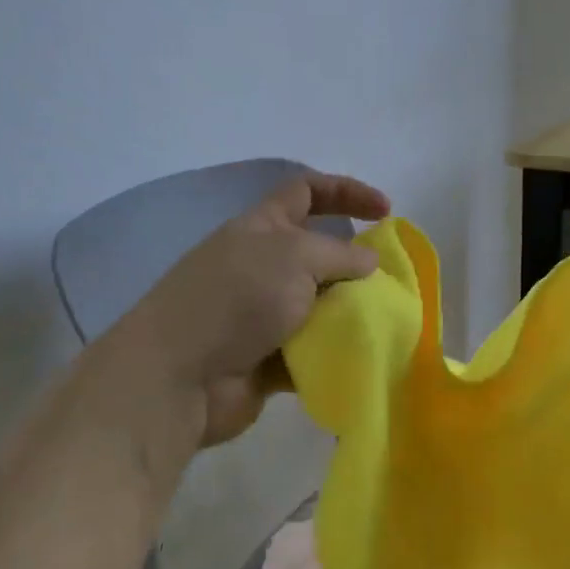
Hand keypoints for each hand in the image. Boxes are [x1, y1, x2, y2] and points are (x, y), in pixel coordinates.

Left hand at [115, 171, 390, 446]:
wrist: (181, 376)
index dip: (347, 192)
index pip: (306, 192)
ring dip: (349, 315)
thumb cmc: (237, 300)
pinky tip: (359, 359)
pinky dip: (334, 354)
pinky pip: (313, 350)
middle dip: (356, 267)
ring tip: (381, 325)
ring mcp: (264, 315)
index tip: (386, 211)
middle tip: (389, 285)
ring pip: (321, 307)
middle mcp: (262, 267)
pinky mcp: (269, 358)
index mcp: (262, 229)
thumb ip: (339, 254)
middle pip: (320, 255)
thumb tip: (368, 261)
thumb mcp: (294, 257)